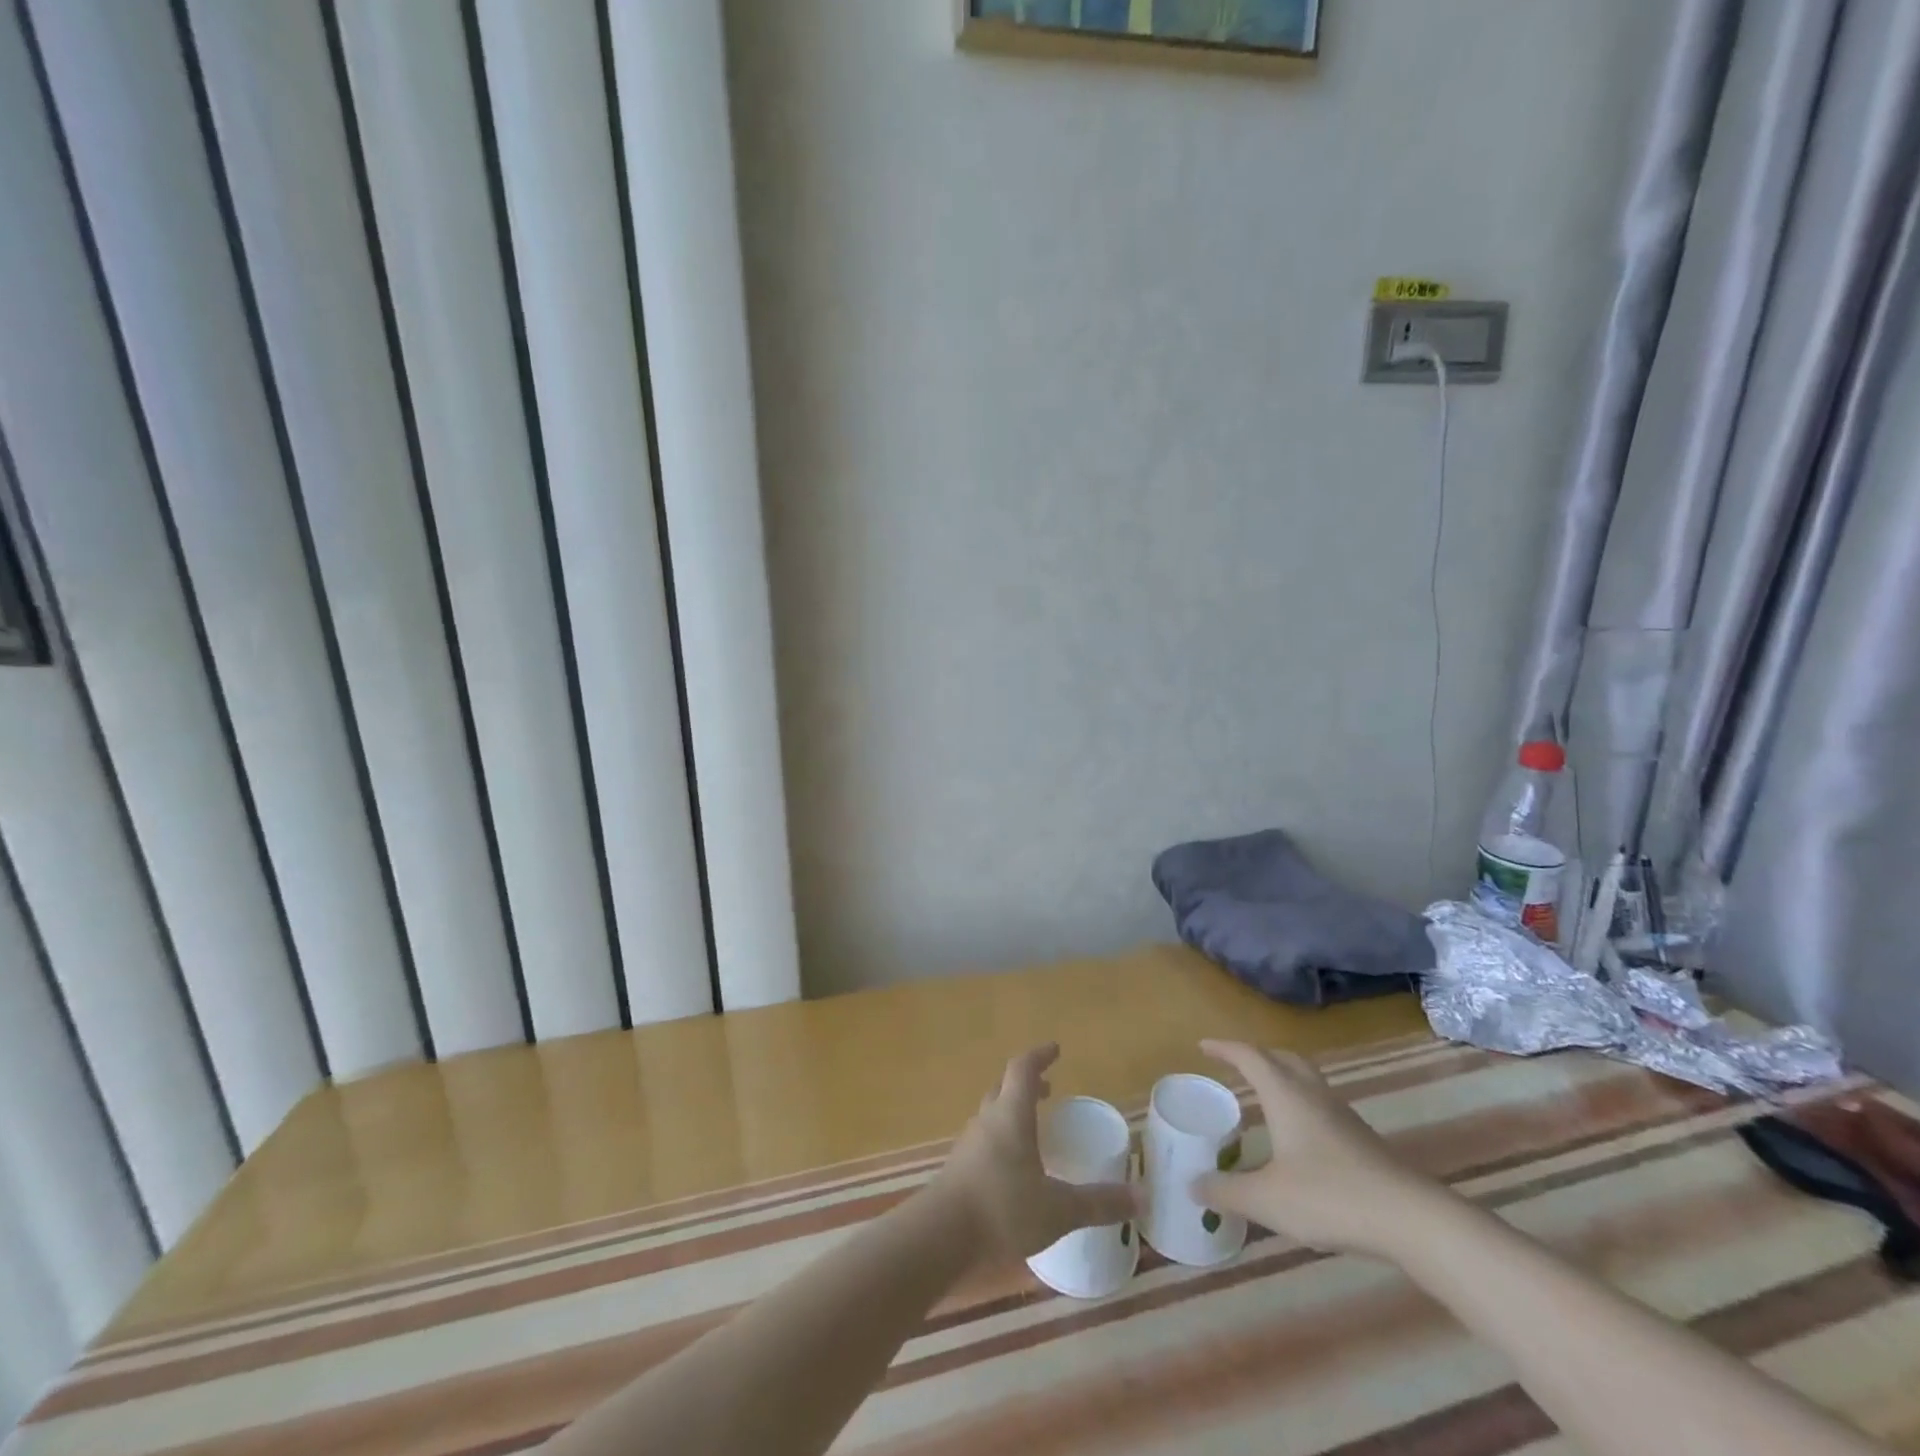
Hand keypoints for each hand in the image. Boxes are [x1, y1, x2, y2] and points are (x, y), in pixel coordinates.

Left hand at [930, 1045, 1138, 1261]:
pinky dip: (1001, 1140)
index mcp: (1011, 1115)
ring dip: (1011, 1112)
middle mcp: (987, 1121)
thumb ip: (1098, 1203)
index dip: (1039, 1056)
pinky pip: (983, 1141)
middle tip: (1047, 1090)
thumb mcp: (1058, 1209)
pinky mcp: (958, 1169)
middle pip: (1004, 1088)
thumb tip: (1142, 1197)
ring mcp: (969, 1145)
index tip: (1055, 1050)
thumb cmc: (1002, 1209)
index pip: (1022, 1069)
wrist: (940, 1236)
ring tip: (1032, 1129)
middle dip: (1026, 1085)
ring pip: (992, 1115)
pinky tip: (1012, 1170)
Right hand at [1193, 1039, 1442, 1256]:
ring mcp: (1342, 1116)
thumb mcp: (1267, 1199)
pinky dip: (1300, 1104)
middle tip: (1234, 1065)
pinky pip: (1321, 1104)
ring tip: (1263, 1095)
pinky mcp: (1361, 1139)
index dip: (1224, 1048)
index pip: (1249, 1057)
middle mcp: (1312, 1094)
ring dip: (1282, 1077)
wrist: (1411, 1219)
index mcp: (1285, 1094)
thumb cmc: (1330, 1196)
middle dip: (1256, 1056)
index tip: (1203, 1046)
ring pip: (1306, 1079)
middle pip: (1283, 1058)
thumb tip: (1192, 1185)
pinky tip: (1298, 1136)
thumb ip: (1227, 1191)